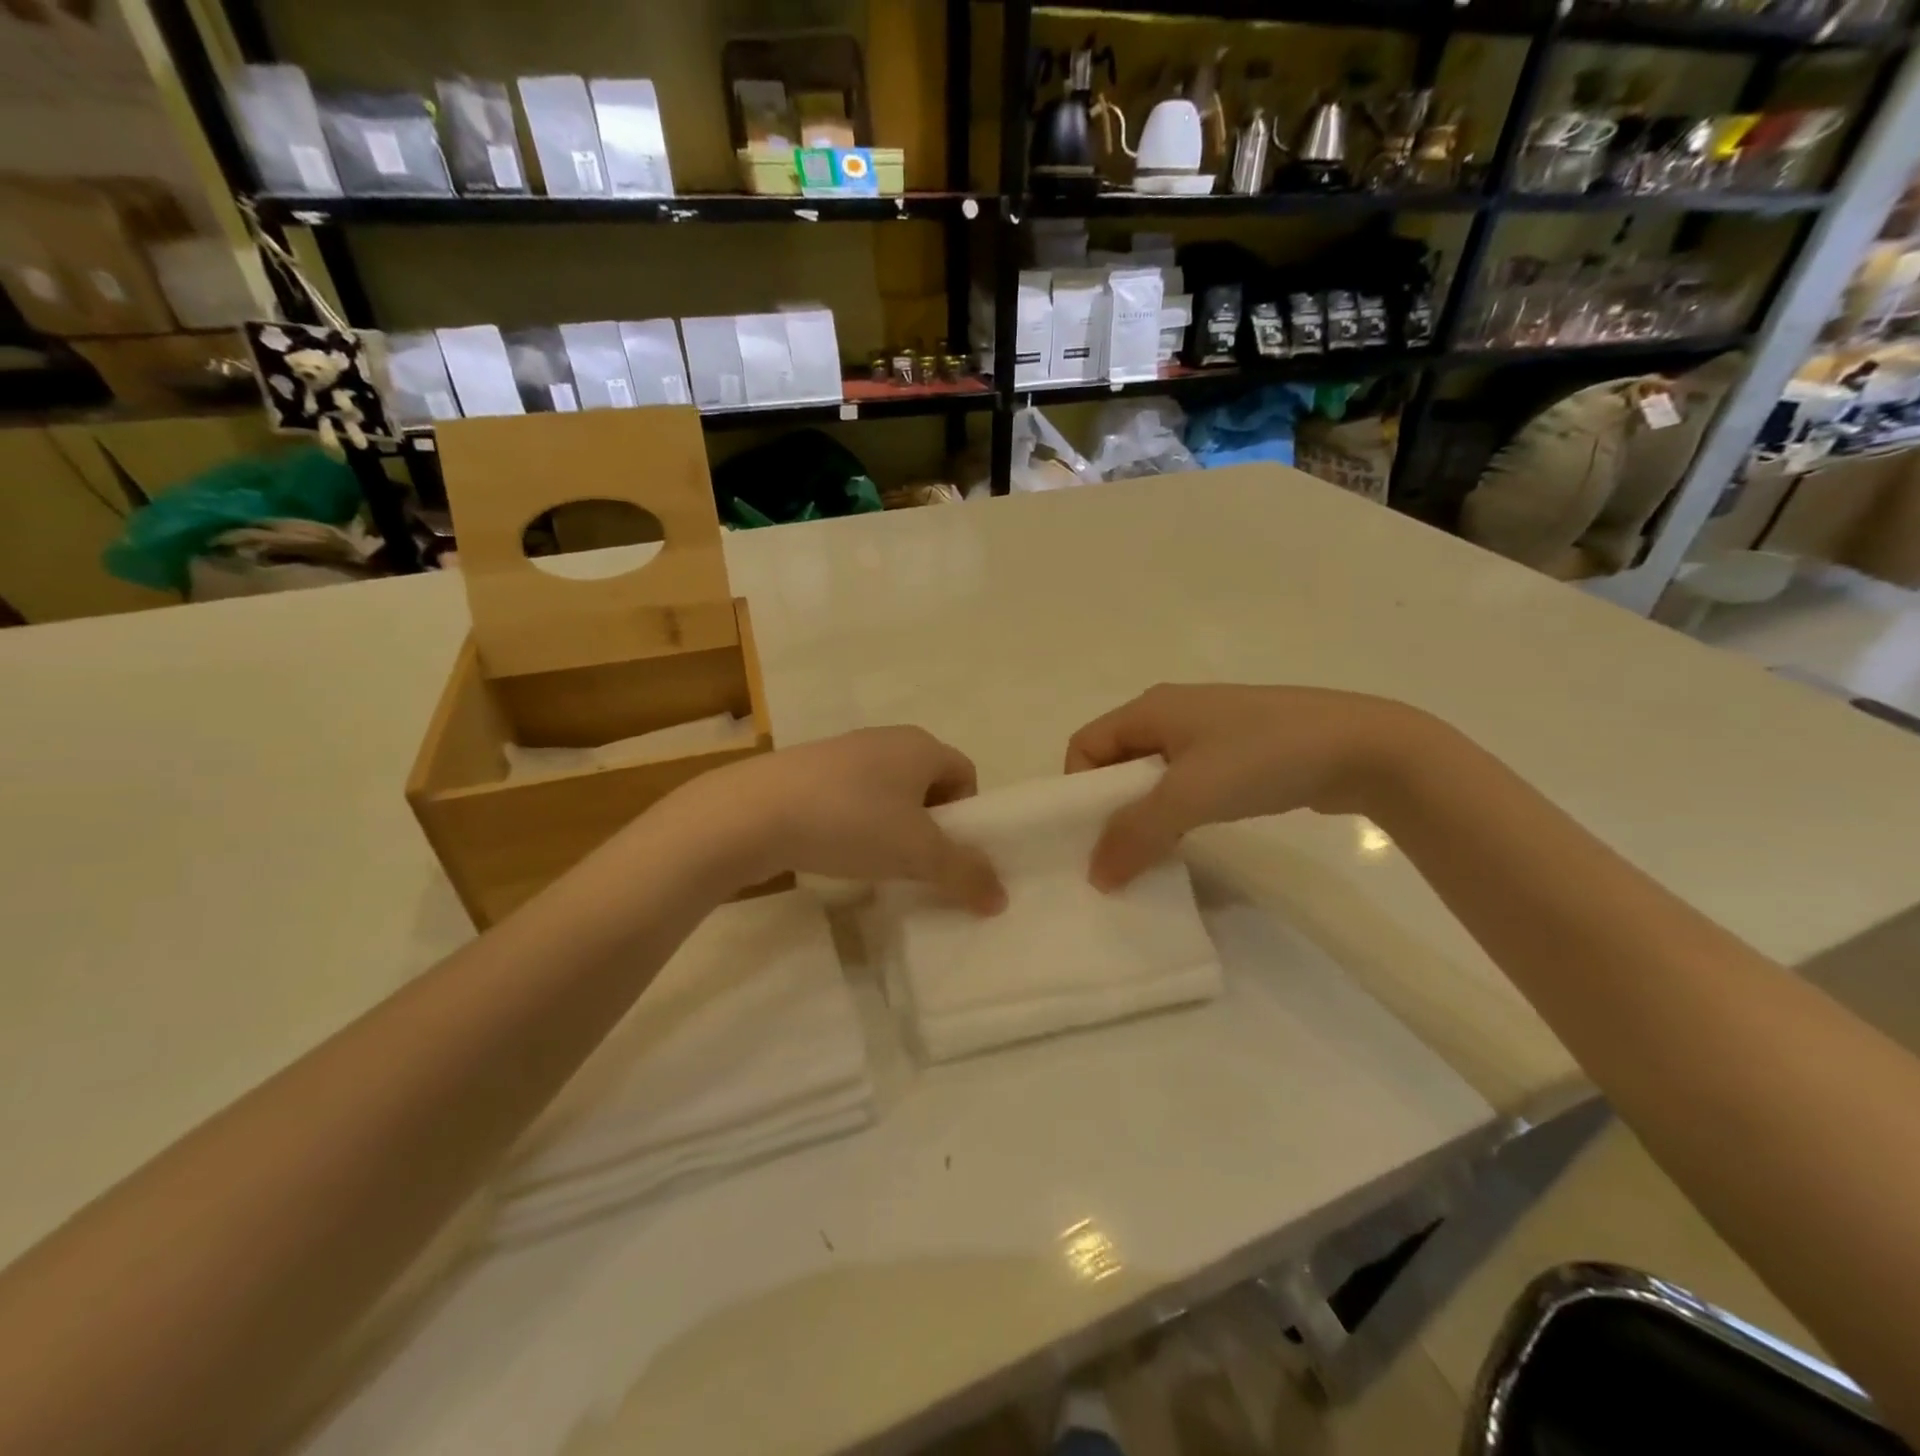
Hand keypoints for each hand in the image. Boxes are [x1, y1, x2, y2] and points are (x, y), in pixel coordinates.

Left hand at [672, 728, 1006, 913]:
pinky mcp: (808, 770)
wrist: (754, 812)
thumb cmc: (851, 821)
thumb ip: (964, 873)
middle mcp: (886, 739)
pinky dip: (856, 823)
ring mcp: (843, 752)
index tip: (949, 852)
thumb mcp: (917, 853)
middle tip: (917, 863)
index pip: (966, 774)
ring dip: (892, 826)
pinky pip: (851, 797)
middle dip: (930, 825)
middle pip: (927, 784)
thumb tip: (1001, 897)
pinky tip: (837, 850)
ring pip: (887, 792)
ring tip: (876, 862)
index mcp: (920, 745)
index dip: (967, 815)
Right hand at [1064, 684, 1426, 888]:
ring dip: (1144, 812)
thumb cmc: (1262, 757)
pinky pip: (1185, 781)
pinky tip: (1189, 837)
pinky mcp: (1236, 752)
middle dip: (1109, 806)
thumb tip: (1095, 876)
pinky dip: (1176, 810)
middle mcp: (1170, 712)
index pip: (1085, 745)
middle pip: (1115, 760)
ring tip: (1152, 852)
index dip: (1078, 789)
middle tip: (1116, 853)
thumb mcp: (1189, 795)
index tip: (1090, 835)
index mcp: (1150, 708)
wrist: (1363, 747)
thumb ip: (1135, 834)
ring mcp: (1207, 731)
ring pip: (1151, 774)